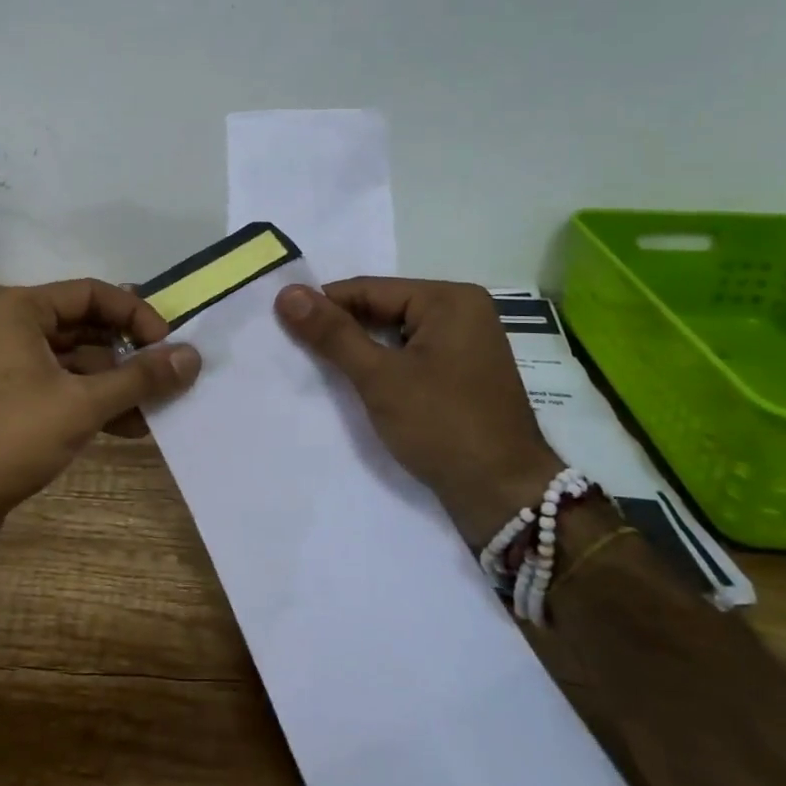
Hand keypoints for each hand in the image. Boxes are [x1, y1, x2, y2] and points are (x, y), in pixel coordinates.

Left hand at [0, 280, 201, 566]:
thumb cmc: (9, 438)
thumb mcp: (83, 404)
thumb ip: (140, 377)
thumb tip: (193, 357)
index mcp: (18, 309)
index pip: (92, 293)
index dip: (137, 315)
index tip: (169, 346)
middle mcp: (8, 326)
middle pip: (85, 326)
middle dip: (128, 354)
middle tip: (168, 376)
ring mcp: (4, 363)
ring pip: (74, 361)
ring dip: (115, 383)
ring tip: (155, 409)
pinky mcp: (5, 398)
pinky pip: (58, 386)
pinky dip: (91, 401)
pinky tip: (128, 427)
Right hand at [276, 278, 562, 550]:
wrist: (504, 495)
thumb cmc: (443, 426)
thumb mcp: (380, 377)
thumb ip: (332, 333)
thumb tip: (286, 293)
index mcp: (450, 299)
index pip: (370, 289)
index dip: (324, 305)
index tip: (281, 322)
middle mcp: (463, 312)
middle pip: (384, 309)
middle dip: (342, 329)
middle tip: (294, 346)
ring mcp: (466, 345)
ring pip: (396, 335)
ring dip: (360, 350)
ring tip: (317, 365)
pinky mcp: (463, 375)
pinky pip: (411, 357)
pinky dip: (383, 367)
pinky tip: (356, 383)